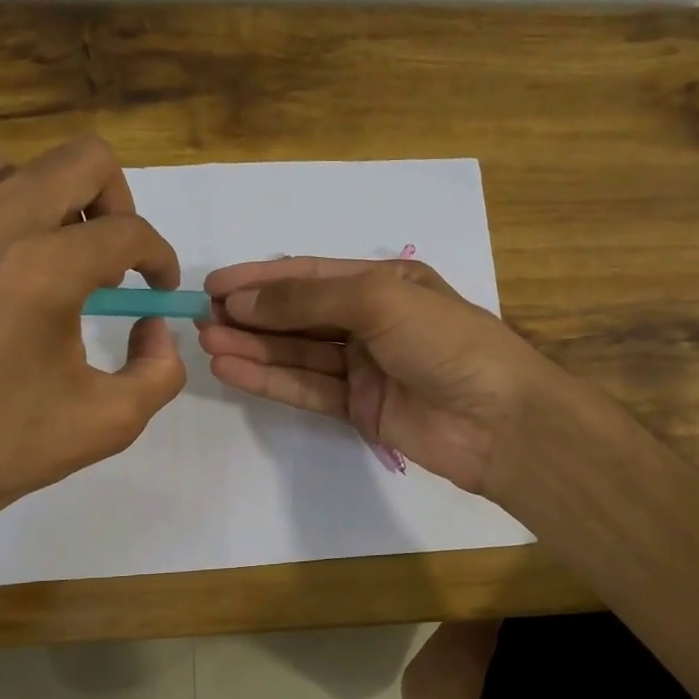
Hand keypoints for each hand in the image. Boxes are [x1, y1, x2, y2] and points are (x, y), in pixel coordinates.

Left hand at [0, 133, 184, 562]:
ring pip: (26, 159)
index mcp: (46, 270)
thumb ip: (160, 369)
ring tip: (62, 250)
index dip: (160, 259)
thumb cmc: (0, 447)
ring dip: (61, 195)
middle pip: (87, 161)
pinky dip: (0, 187)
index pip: (130, 232)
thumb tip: (154, 325)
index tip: (158, 292)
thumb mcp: (109, 423)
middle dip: (120, 207)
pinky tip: (8, 243)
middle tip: (117, 262)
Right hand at [197, 255, 566, 497]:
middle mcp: (372, 321)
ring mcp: (365, 367)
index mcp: (385, 283)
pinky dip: (271, 380)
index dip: (261, 279)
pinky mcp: (360, 408)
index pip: (310, 276)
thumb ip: (307, 302)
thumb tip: (242, 299)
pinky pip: (308, 388)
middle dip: (251, 315)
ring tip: (207, 343)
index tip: (213, 285)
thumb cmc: (446, 343)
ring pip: (298, 353)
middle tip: (199, 318)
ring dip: (253, 348)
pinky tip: (234, 370)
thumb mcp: (378, 301)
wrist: (499, 422)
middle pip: (299, 315)